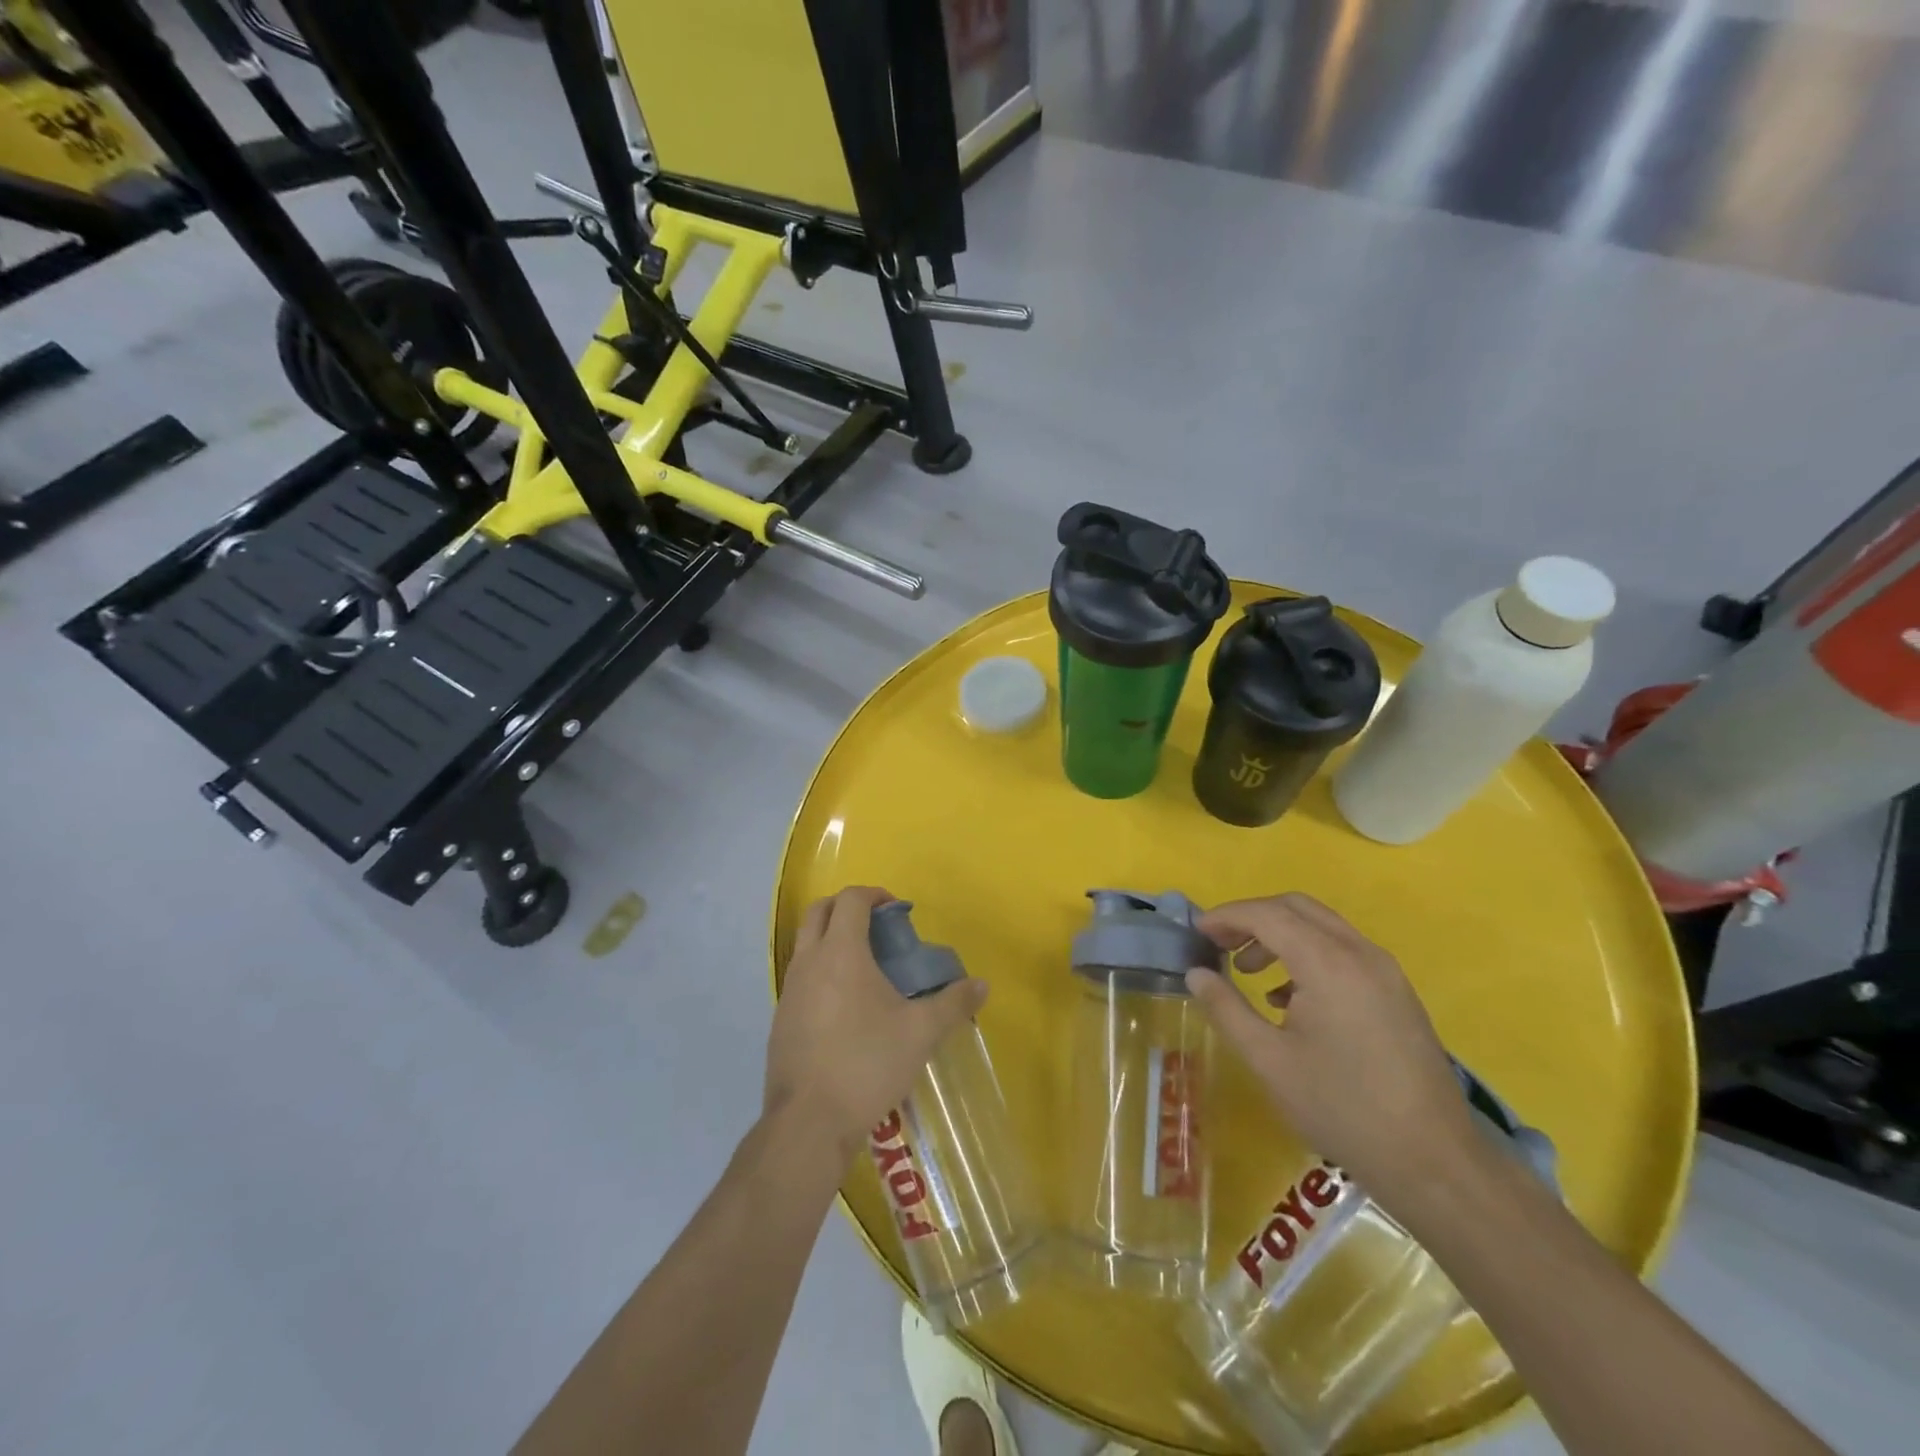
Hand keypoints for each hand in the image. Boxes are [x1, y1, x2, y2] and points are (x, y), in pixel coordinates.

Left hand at [766, 887, 988, 1162]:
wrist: (808, 1123)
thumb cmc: (867, 1065)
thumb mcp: (921, 1033)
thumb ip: (953, 1003)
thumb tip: (981, 985)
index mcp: (841, 953)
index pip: (851, 899)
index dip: (875, 894)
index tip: (897, 910)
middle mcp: (808, 961)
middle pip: (820, 911)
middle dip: (848, 907)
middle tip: (878, 928)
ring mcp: (789, 990)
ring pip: (805, 943)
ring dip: (831, 938)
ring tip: (865, 967)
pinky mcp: (780, 1018)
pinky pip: (800, 976)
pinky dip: (821, 970)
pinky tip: (845, 1007)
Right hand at [1185, 893, 1479, 1208]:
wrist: (1434, 1161)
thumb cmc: (1341, 1108)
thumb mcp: (1269, 1060)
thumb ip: (1227, 1008)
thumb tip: (1196, 974)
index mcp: (1328, 964)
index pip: (1267, 915)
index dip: (1227, 916)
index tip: (1196, 932)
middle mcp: (1360, 953)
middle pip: (1296, 907)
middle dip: (1252, 918)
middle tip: (1219, 943)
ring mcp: (1385, 971)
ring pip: (1321, 926)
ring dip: (1279, 935)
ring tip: (1248, 971)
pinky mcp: (1396, 992)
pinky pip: (1343, 950)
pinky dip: (1307, 953)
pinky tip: (1288, 999)